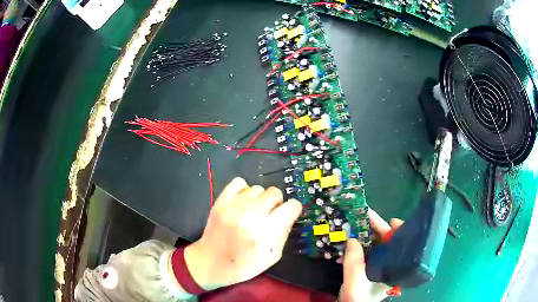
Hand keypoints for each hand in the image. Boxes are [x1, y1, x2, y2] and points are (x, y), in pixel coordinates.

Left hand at [184, 177, 302, 289]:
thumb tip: (289, 215)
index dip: (293, 210)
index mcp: (267, 231)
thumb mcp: (273, 256)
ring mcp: (234, 206)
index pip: (292, 206)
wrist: (211, 262)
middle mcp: (251, 215)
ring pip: (258, 188)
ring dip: (259, 199)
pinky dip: (243, 190)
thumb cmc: (244, 265)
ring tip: (252, 211)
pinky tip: (242, 202)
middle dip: (276, 204)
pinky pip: (239, 182)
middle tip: (268, 215)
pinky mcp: (221, 201)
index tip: (288, 215)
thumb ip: (284, 233)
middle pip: (275, 193)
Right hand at [339, 210, 403, 301]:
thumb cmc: (358, 299)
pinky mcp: (369, 268)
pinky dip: (359, 244)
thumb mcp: (355, 283)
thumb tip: (352, 238)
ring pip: (376, 246)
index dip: (398, 231)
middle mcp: (389, 266)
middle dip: (376, 228)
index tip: (392, 220)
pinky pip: (366, 252)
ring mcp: (379, 267)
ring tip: (355, 222)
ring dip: (365, 235)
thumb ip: (354, 263)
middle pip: (387, 243)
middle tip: (364, 213)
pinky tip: (351, 239)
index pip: (401, 246)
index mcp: (394, 269)